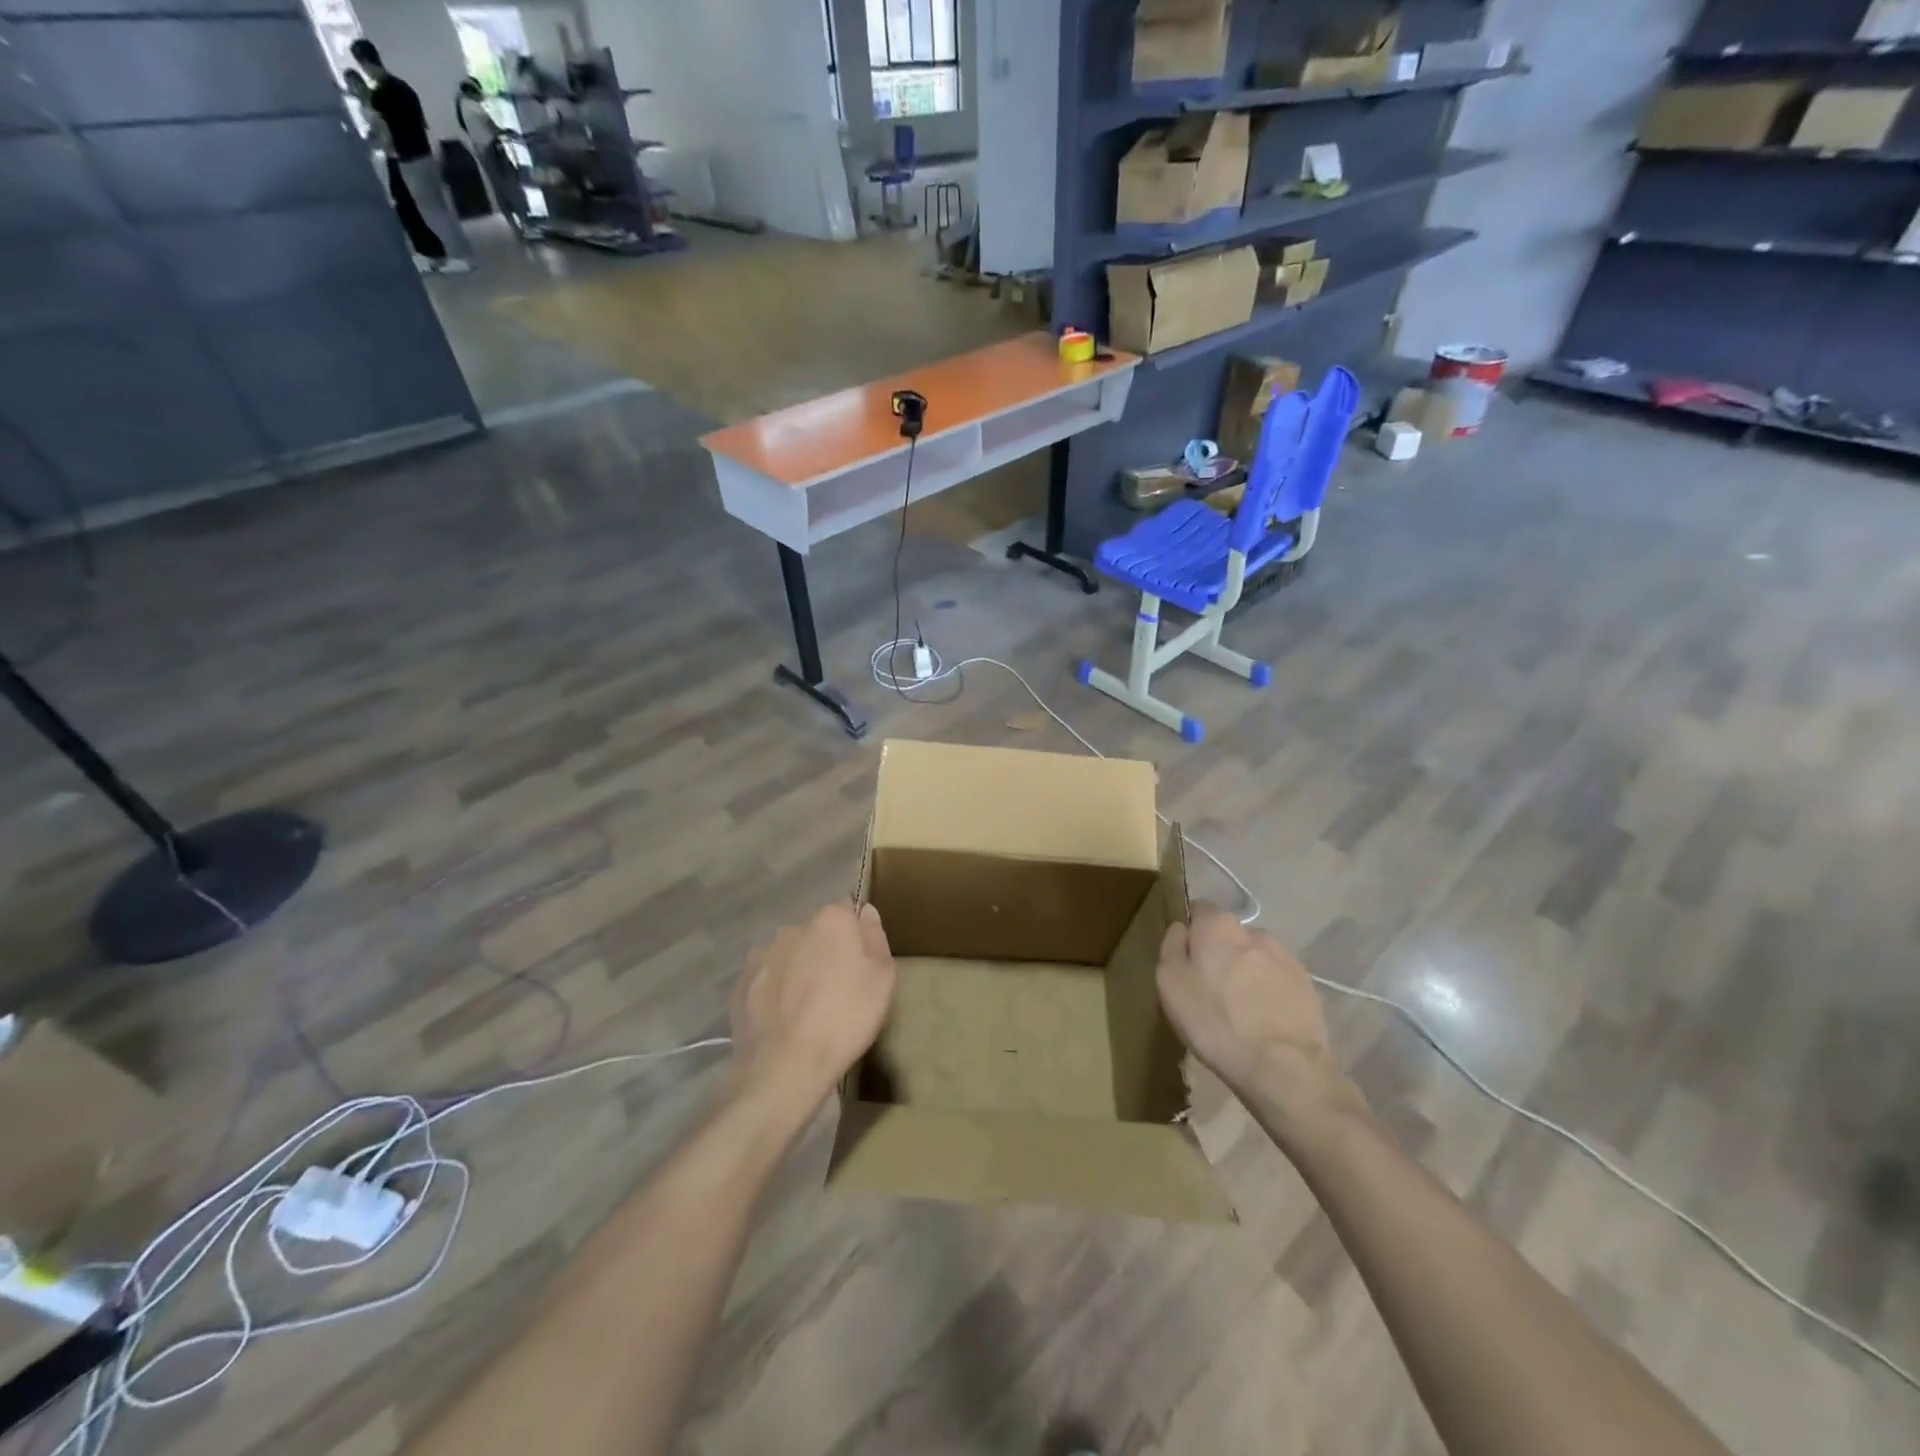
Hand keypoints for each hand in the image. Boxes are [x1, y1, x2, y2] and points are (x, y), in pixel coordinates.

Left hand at [730, 902, 895, 1116]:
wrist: (786, 1066)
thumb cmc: (846, 1018)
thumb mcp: (883, 979)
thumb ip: (875, 938)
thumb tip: (866, 913)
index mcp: (831, 919)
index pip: (847, 910)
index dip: (856, 934)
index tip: (861, 961)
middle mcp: (793, 927)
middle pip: (816, 931)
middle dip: (826, 950)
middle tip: (838, 987)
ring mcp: (762, 954)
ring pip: (789, 953)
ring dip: (798, 968)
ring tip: (807, 1007)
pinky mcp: (741, 982)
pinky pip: (767, 977)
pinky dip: (775, 990)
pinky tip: (784, 1018)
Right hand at [1156, 906, 1358, 1130]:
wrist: (1283, 1068)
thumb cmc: (1215, 1022)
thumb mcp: (1169, 984)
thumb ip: (1171, 947)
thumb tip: (1180, 929)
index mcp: (1217, 925)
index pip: (1199, 910)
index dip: (1190, 933)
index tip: (1186, 961)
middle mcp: (1254, 931)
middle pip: (1229, 935)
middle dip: (1220, 953)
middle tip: (1210, 989)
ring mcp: (1286, 957)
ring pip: (1255, 957)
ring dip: (1247, 972)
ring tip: (1240, 1009)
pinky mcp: (1308, 985)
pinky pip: (1278, 980)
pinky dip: (1269, 992)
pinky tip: (1263, 1020)